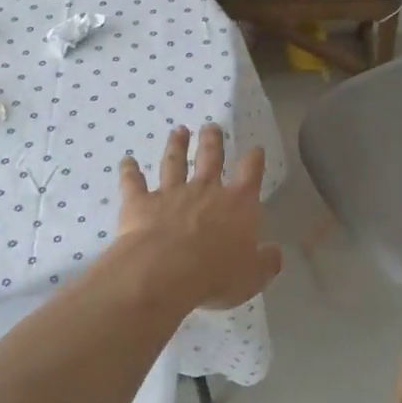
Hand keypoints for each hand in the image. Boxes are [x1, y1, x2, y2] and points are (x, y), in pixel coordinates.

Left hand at [113, 125, 281, 310]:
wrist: (164, 272)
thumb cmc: (216, 275)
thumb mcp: (252, 276)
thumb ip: (266, 262)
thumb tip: (275, 253)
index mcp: (237, 204)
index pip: (250, 174)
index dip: (254, 161)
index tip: (255, 150)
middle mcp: (205, 190)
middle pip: (210, 158)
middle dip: (212, 141)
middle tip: (211, 126)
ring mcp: (171, 193)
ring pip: (174, 162)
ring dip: (176, 146)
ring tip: (178, 131)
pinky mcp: (140, 202)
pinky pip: (133, 182)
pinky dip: (129, 171)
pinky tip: (126, 161)